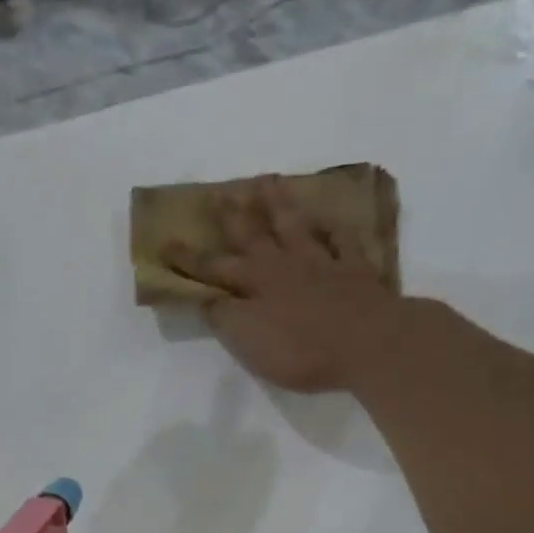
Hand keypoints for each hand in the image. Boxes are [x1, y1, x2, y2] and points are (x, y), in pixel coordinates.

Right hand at [164, 175, 409, 393]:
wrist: (368, 343)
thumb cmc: (301, 350)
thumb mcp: (248, 341)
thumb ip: (225, 318)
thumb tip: (207, 298)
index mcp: (254, 286)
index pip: (213, 270)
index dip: (188, 259)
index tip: (165, 242)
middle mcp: (284, 266)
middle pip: (253, 236)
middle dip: (232, 216)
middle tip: (219, 193)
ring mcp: (322, 263)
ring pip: (295, 226)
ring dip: (278, 204)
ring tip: (266, 181)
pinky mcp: (355, 270)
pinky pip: (342, 239)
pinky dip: (333, 226)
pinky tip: (327, 216)